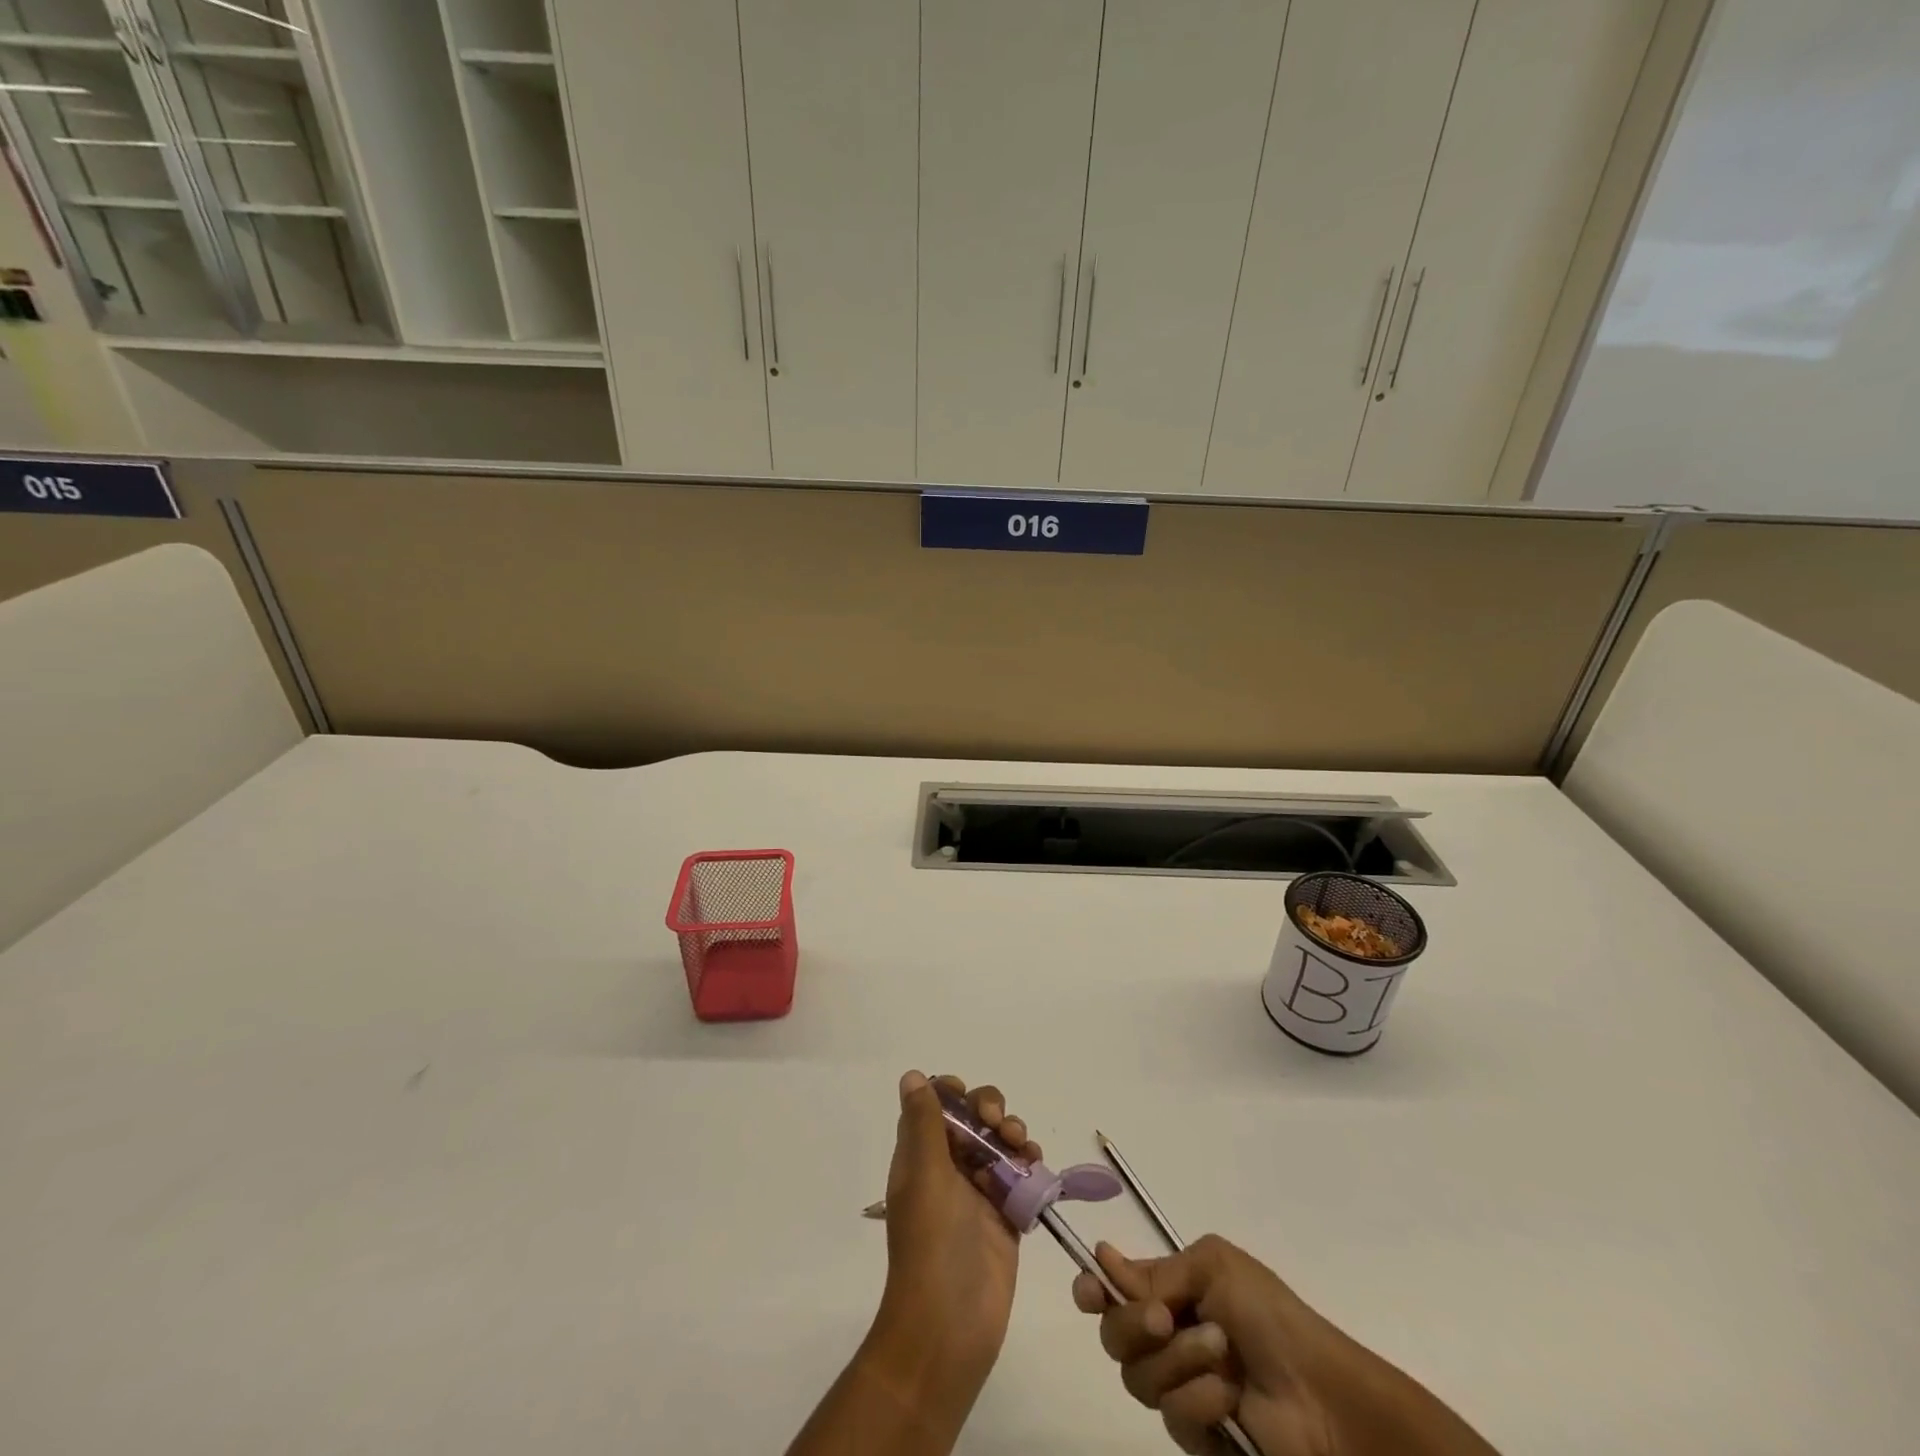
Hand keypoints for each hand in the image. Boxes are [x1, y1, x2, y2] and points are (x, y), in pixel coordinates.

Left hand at [873, 1071, 1041, 1393]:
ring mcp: (978, 1194)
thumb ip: (923, 1123)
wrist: (949, 1326)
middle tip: (999, 1123)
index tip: (966, 1096)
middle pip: (972, 1120)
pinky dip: (1029, 1164)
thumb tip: (911, 1075)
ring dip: (1013, 1133)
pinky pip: (1020, 1177)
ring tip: (1022, 1145)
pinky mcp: (1005, 1217)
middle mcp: (947, 1170)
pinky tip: (1035, 1164)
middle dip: (989, 1109)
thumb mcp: (925, 1175)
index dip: (951, 1093)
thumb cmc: (931, 1243)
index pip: (934, 1108)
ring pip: (999, 1144)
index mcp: (920, 1157)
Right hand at [1074, 1235, 1337, 1454]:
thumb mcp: (1213, 1266)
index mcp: (1168, 1289)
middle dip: (1133, 1324)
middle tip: (1166, 1319)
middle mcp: (1164, 1335)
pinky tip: (1230, 1398)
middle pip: (1112, 1332)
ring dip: (1179, 1360)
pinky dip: (1200, 1401)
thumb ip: (1157, 1272)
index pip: (1111, 1286)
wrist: (1320, 1395)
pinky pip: (1171, 1417)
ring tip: (1221, 1353)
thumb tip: (1103, 1259)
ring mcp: (1178, 1384)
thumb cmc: (1268, 1313)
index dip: (1091, 1287)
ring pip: (1136, 1376)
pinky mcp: (1194, 1433)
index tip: (1088, 1291)